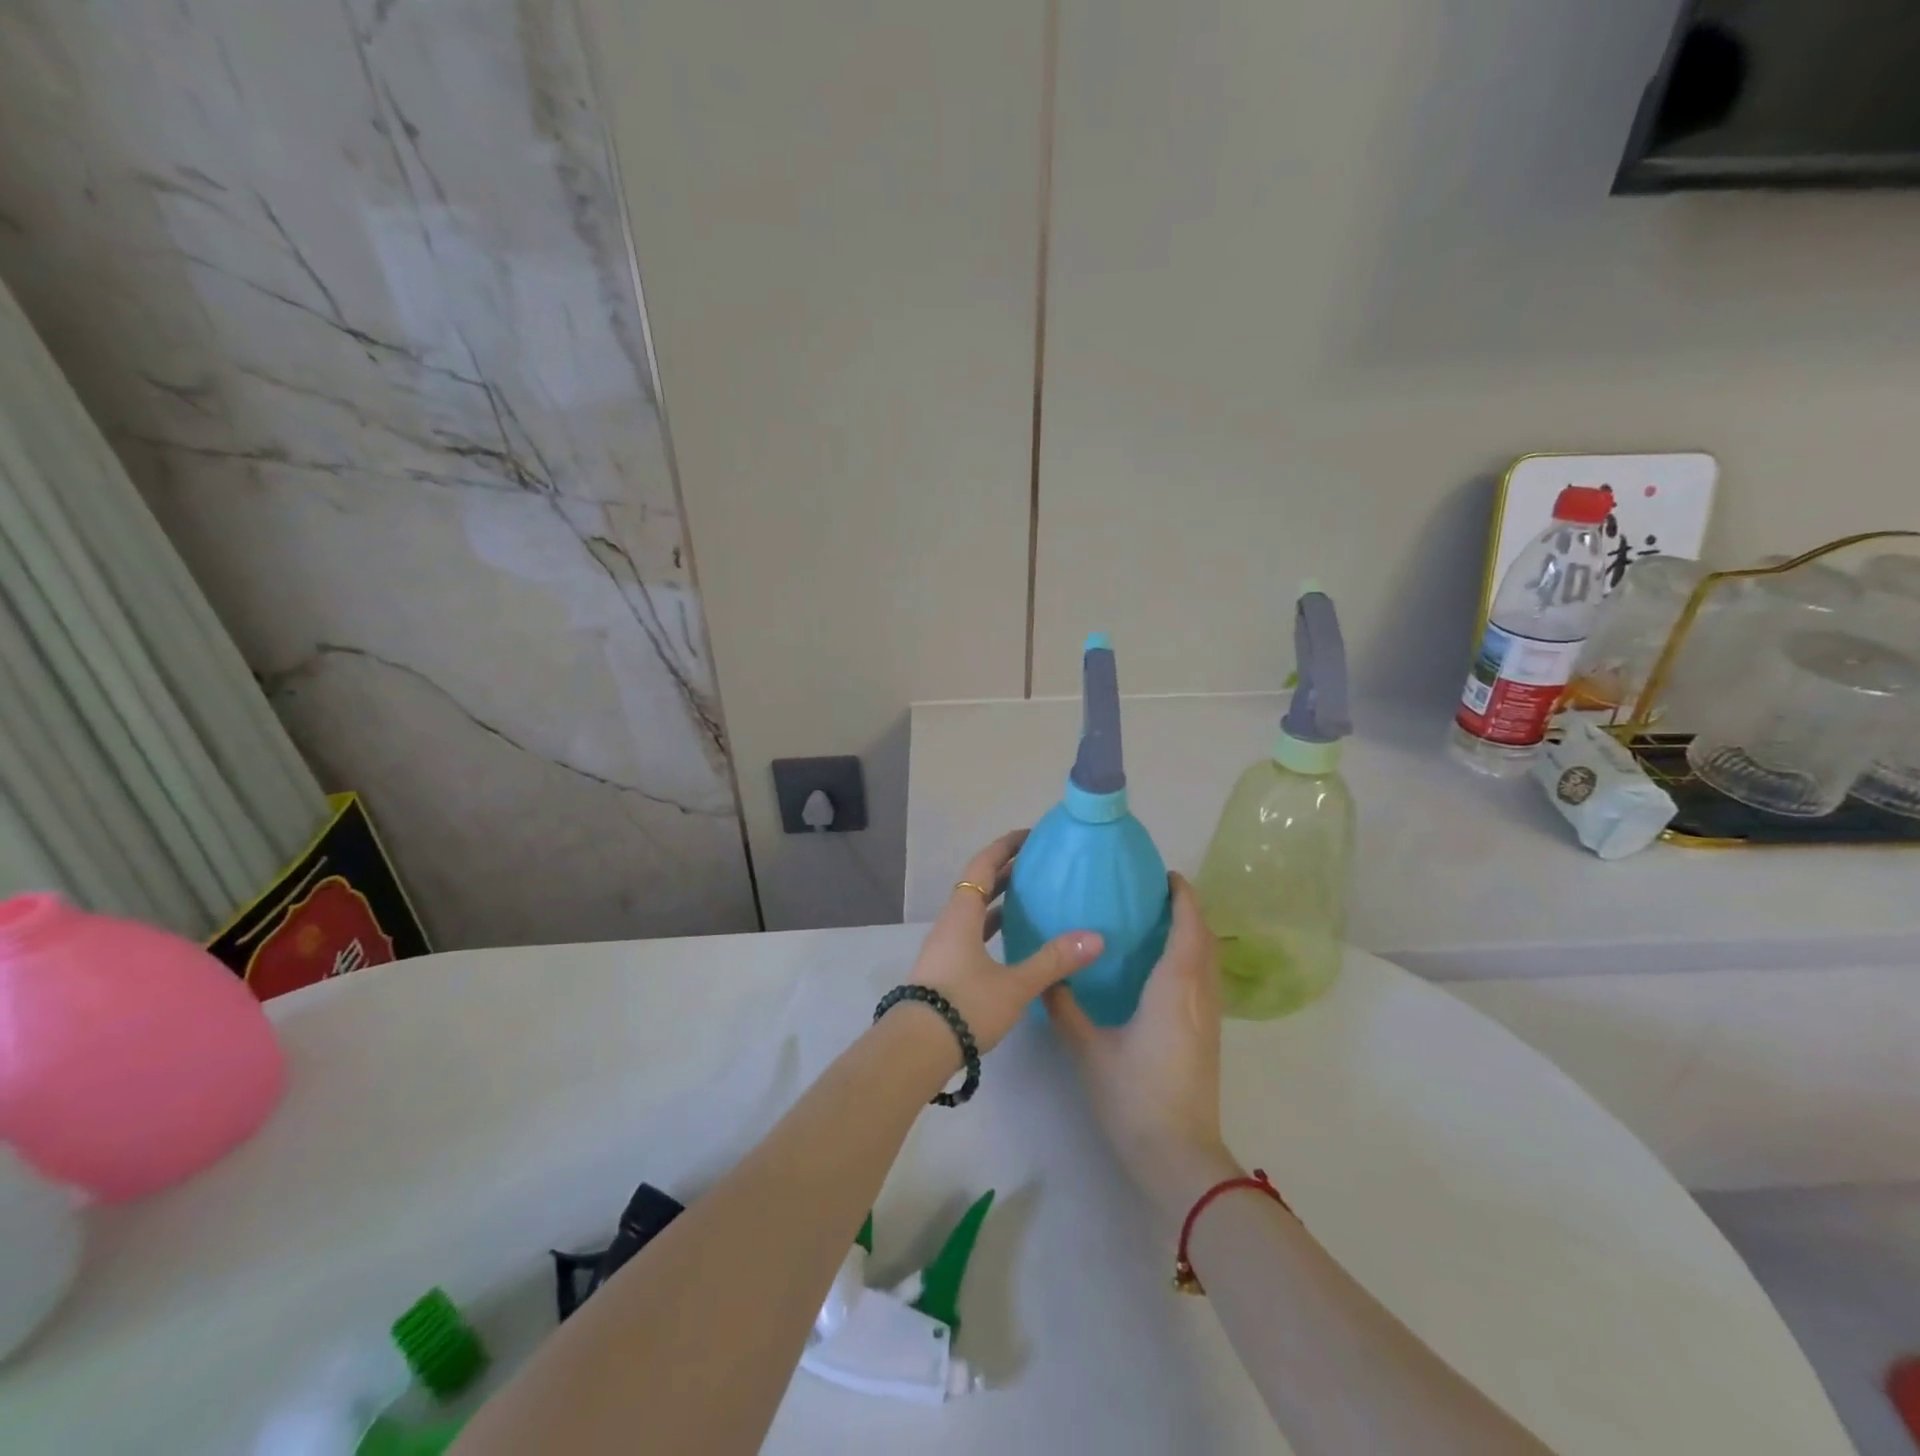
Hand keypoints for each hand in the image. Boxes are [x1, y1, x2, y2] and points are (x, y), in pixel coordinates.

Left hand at [906, 829, 1103, 1054]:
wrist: (915, 1049)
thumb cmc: (965, 1006)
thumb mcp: (1015, 985)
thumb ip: (1054, 961)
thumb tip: (1095, 938)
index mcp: (962, 915)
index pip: (983, 867)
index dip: (1005, 848)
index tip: (1029, 836)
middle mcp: (950, 924)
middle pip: (977, 886)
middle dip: (1006, 871)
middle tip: (1037, 864)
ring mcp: (944, 948)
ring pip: (974, 912)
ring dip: (999, 900)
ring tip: (1029, 897)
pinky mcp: (944, 971)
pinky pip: (972, 934)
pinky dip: (992, 927)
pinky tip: (1011, 942)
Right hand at [1044, 874, 1233, 1212]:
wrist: (1178, 1156)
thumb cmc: (1134, 1096)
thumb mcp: (1089, 1049)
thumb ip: (1065, 1008)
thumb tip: (1047, 977)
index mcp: (1175, 986)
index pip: (1188, 926)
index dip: (1183, 896)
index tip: (1164, 874)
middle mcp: (1200, 994)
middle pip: (1205, 938)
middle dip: (1188, 910)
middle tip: (1153, 893)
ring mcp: (1209, 1017)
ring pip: (1209, 960)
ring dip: (1192, 934)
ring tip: (1157, 922)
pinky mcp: (1209, 1036)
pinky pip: (1206, 979)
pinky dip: (1192, 958)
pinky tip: (1163, 968)